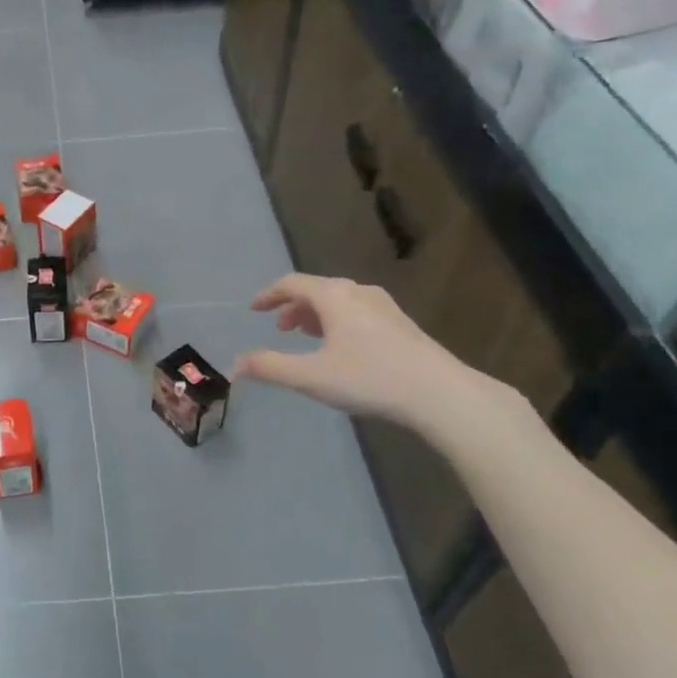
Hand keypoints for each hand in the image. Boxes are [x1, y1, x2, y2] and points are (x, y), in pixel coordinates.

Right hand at [235, 274, 511, 435]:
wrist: (441, 394)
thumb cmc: (370, 378)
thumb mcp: (311, 376)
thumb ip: (270, 367)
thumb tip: (235, 365)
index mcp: (333, 296)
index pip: (291, 283)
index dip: (268, 295)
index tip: (254, 309)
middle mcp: (358, 292)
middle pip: (316, 290)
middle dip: (293, 307)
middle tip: (280, 329)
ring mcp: (384, 306)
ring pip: (340, 300)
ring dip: (316, 315)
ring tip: (307, 337)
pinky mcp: (401, 323)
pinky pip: (358, 311)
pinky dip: (338, 321)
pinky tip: (342, 348)